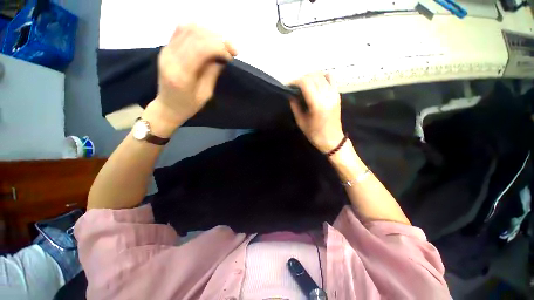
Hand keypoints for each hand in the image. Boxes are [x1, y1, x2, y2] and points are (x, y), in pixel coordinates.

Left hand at [150, 25, 236, 130]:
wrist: (168, 106)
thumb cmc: (188, 105)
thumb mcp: (205, 94)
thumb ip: (212, 73)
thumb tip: (222, 57)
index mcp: (181, 74)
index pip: (200, 48)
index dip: (219, 47)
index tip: (232, 55)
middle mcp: (170, 57)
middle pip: (195, 35)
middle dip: (218, 39)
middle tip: (232, 49)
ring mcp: (166, 50)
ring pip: (189, 29)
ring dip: (209, 33)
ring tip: (222, 44)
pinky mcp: (166, 47)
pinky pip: (181, 30)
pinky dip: (198, 31)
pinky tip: (208, 39)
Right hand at [290, 73, 343, 153]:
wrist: (332, 140)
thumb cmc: (314, 134)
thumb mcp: (301, 121)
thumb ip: (295, 106)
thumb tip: (290, 94)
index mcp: (317, 104)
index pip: (306, 83)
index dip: (295, 81)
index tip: (288, 86)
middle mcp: (327, 95)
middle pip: (313, 76)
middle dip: (301, 79)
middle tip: (294, 86)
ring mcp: (334, 93)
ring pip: (322, 75)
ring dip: (310, 77)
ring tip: (303, 85)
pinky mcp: (337, 94)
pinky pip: (330, 79)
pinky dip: (321, 78)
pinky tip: (315, 84)